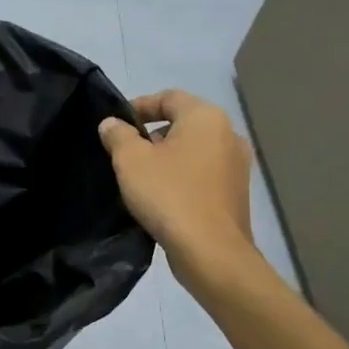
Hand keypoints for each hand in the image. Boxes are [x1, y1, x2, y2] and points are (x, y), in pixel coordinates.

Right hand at [98, 90, 257, 284]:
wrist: (210, 251)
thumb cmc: (168, 195)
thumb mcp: (130, 160)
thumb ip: (118, 135)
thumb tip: (112, 124)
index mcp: (205, 118)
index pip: (168, 97)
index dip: (139, 106)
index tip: (115, 126)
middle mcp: (228, 134)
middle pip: (182, 123)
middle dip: (151, 134)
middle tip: (123, 152)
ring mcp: (236, 165)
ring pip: (192, 149)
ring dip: (166, 157)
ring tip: (139, 177)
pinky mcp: (235, 192)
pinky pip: (202, 173)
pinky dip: (181, 176)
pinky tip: (161, 196)